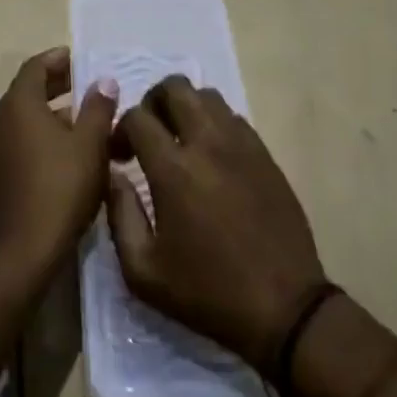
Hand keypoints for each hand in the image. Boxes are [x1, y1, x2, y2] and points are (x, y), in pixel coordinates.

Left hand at [0, 48, 118, 287]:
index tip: (79, 59)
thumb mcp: (90, 145)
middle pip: (28, 92)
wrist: (23, 250)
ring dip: (53, 116)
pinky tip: (69, 156)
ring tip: (87, 124)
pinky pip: (20, 143)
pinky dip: (42, 138)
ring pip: (25, 121)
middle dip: (58, 87)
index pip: (35, 67)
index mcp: (18, 105)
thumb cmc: (60, 188)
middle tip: (87, 88)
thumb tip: (104, 81)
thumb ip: (98, 108)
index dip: (58, 60)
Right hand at [107, 76, 326, 371]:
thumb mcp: (143, 271)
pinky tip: (211, 157)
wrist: (284, 309)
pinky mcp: (266, 155)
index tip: (119, 158)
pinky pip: (234, 118)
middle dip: (152, 102)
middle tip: (148, 134)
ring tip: (179, 141)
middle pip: (175, 87)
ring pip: (208, 96)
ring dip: (185, 108)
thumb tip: (112, 176)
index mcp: (174, 170)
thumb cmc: (207, 293)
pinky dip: (214, 124)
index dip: (120, 130)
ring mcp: (242, 145)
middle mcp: (208, 144)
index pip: (137, 117)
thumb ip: (119, 215)